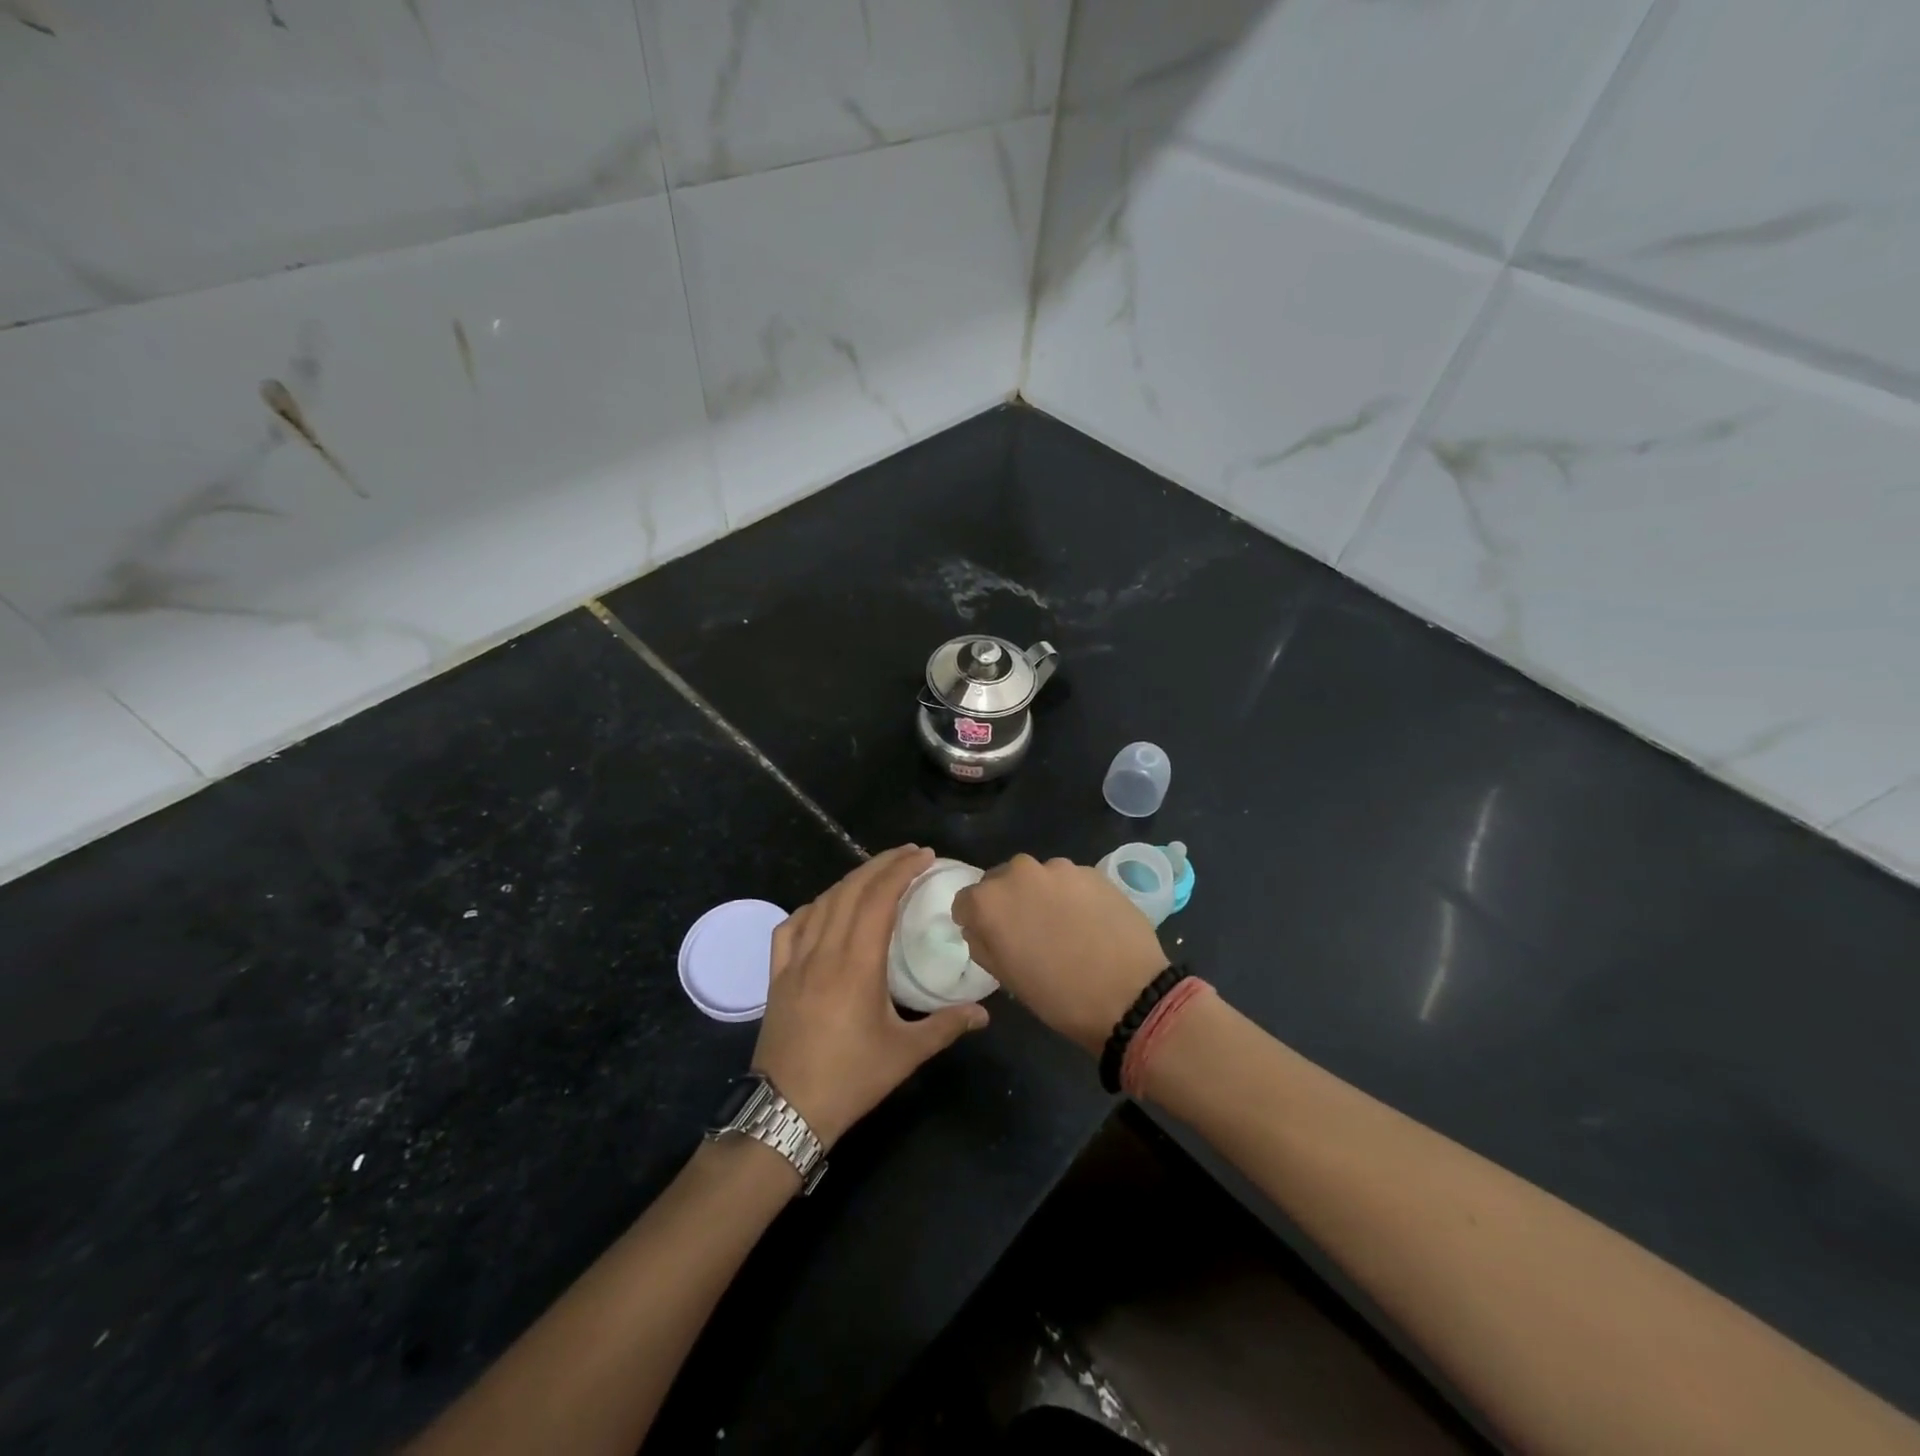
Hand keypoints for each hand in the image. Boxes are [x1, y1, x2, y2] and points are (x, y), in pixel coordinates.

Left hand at [752, 845, 988, 1146]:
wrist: (785, 1110)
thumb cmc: (850, 1079)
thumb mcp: (905, 1054)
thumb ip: (946, 1026)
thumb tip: (984, 1013)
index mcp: (857, 963)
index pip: (879, 899)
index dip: (901, 870)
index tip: (924, 856)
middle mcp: (824, 951)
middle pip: (851, 891)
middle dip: (881, 864)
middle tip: (909, 854)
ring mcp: (795, 962)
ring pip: (822, 903)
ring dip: (850, 881)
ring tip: (875, 874)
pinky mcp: (776, 976)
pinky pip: (790, 928)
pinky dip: (811, 908)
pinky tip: (823, 909)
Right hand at [951, 855, 1168, 1056]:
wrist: (1130, 994)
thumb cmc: (1058, 996)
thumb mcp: (1006, 978)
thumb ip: (983, 944)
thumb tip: (979, 928)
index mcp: (990, 901)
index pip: (966, 900)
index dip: (974, 919)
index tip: (988, 936)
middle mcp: (1019, 873)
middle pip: (1001, 881)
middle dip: (1008, 902)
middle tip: (1027, 932)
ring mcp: (1059, 869)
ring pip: (1038, 878)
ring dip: (1041, 896)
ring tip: (1062, 927)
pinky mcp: (1092, 872)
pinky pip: (1070, 881)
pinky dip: (1071, 896)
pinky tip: (1088, 922)